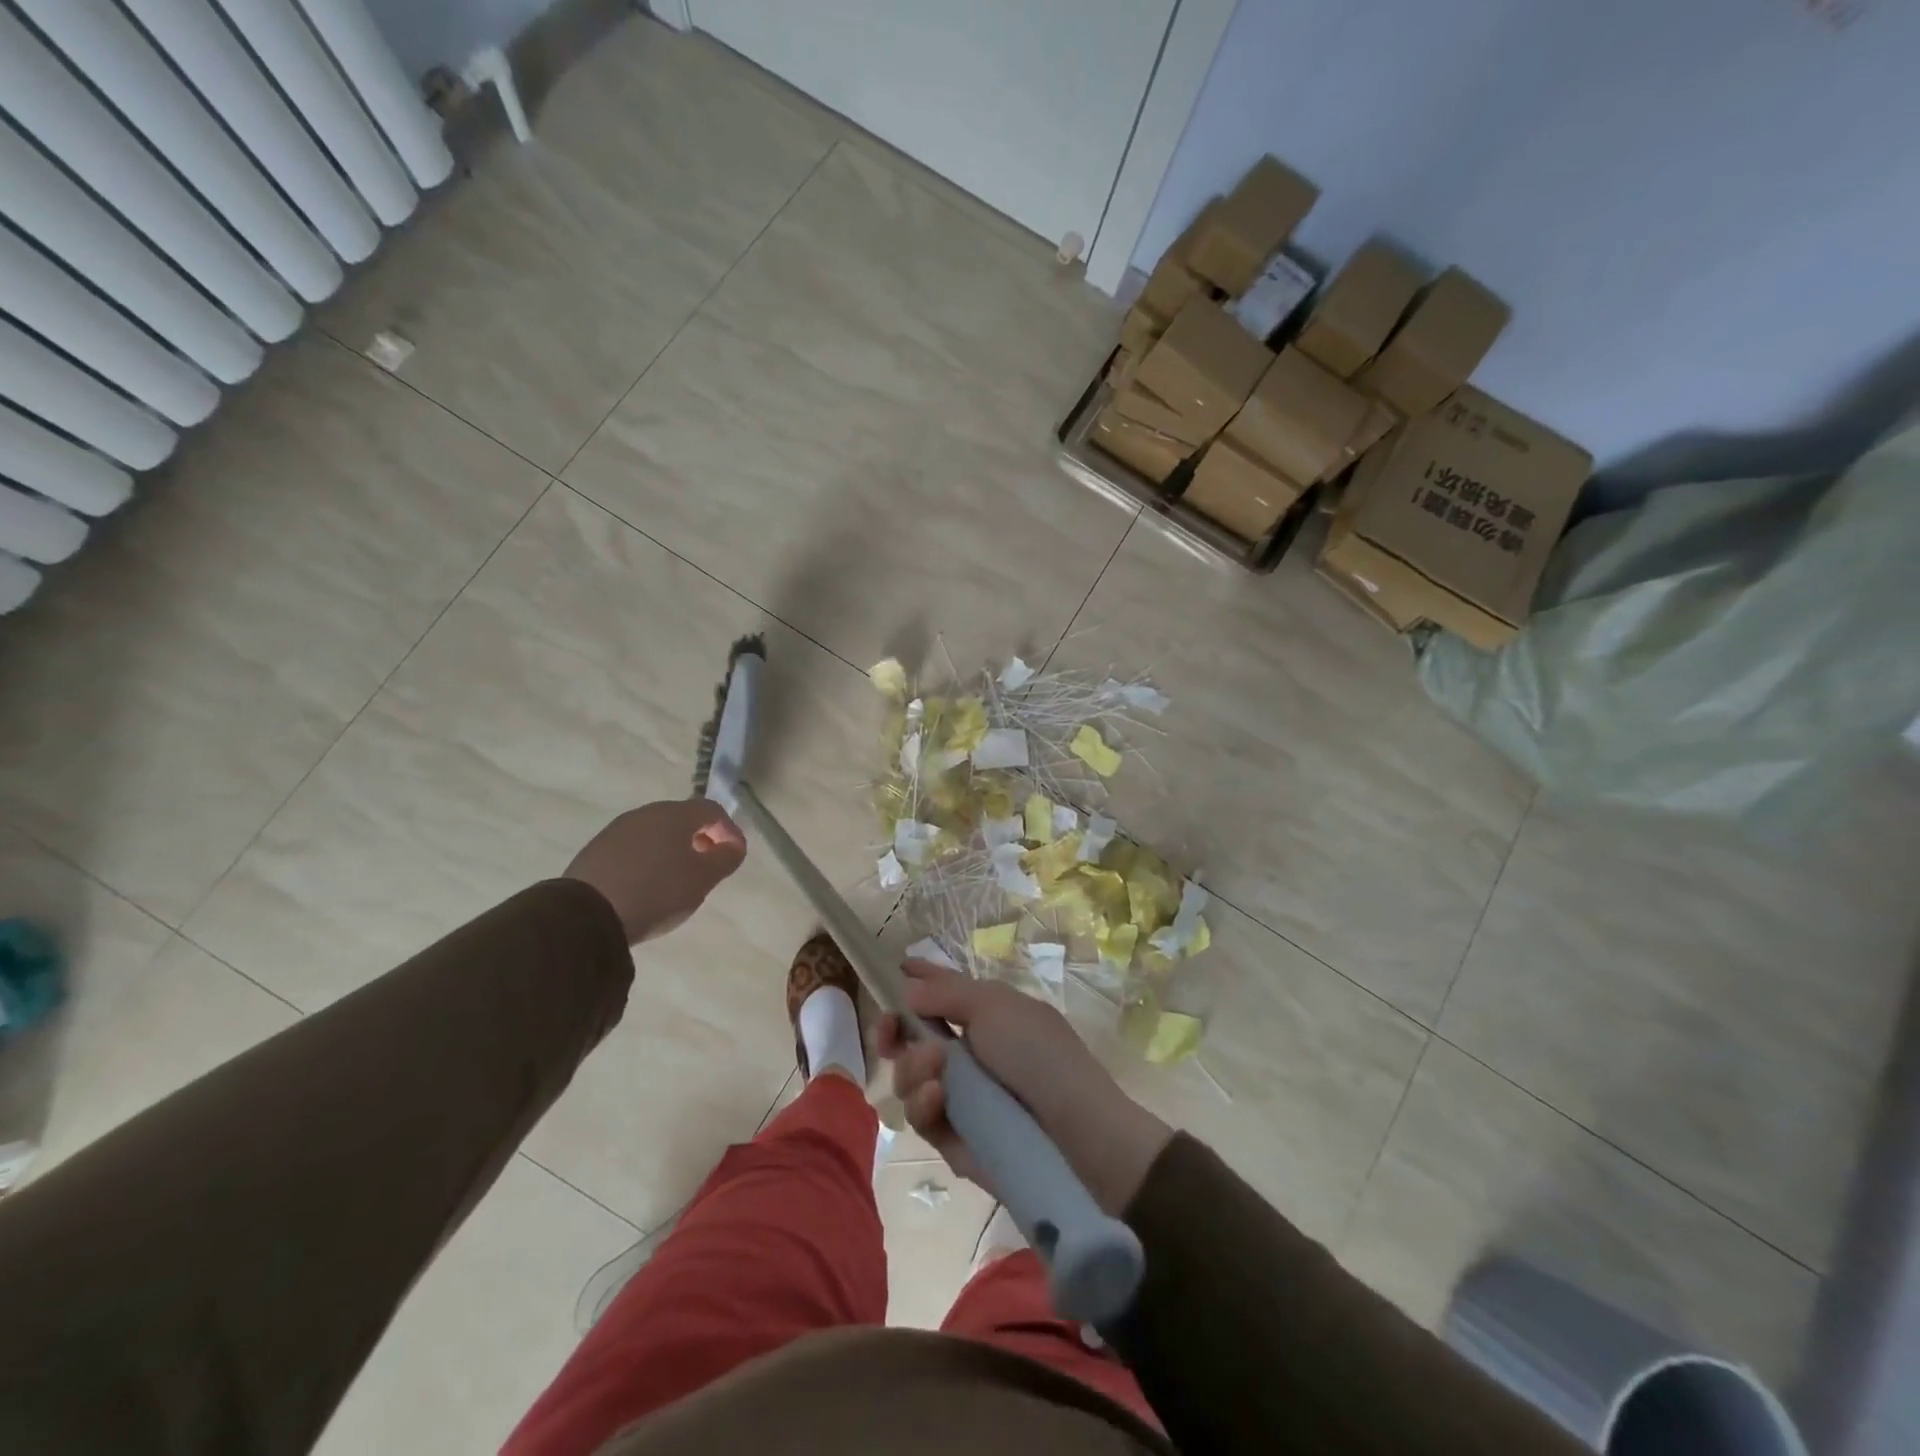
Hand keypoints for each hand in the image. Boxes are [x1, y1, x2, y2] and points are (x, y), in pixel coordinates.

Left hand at [564, 799, 745, 944]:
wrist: (585, 916)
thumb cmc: (657, 892)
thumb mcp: (703, 879)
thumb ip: (726, 858)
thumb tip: (733, 845)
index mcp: (675, 814)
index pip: (712, 810)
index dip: (729, 830)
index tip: (735, 855)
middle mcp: (645, 814)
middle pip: (682, 818)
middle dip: (700, 838)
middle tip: (707, 865)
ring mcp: (616, 830)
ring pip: (655, 833)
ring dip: (672, 849)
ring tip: (676, 879)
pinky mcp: (595, 851)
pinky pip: (633, 849)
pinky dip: (647, 860)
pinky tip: (646, 885)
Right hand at [877, 961, 1172, 1214]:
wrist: (1076, 1134)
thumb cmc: (1040, 1055)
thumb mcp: (995, 1007)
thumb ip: (946, 994)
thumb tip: (908, 987)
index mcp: (984, 1015)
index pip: (940, 994)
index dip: (915, 982)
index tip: (892, 972)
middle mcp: (967, 1053)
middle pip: (910, 1039)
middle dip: (893, 1031)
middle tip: (889, 1030)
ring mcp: (958, 1097)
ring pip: (908, 1078)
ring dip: (912, 1067)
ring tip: (935, 1068)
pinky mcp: (953, 1138)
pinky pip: (921, 1117)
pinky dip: (923, 1103)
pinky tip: (937, 1096)